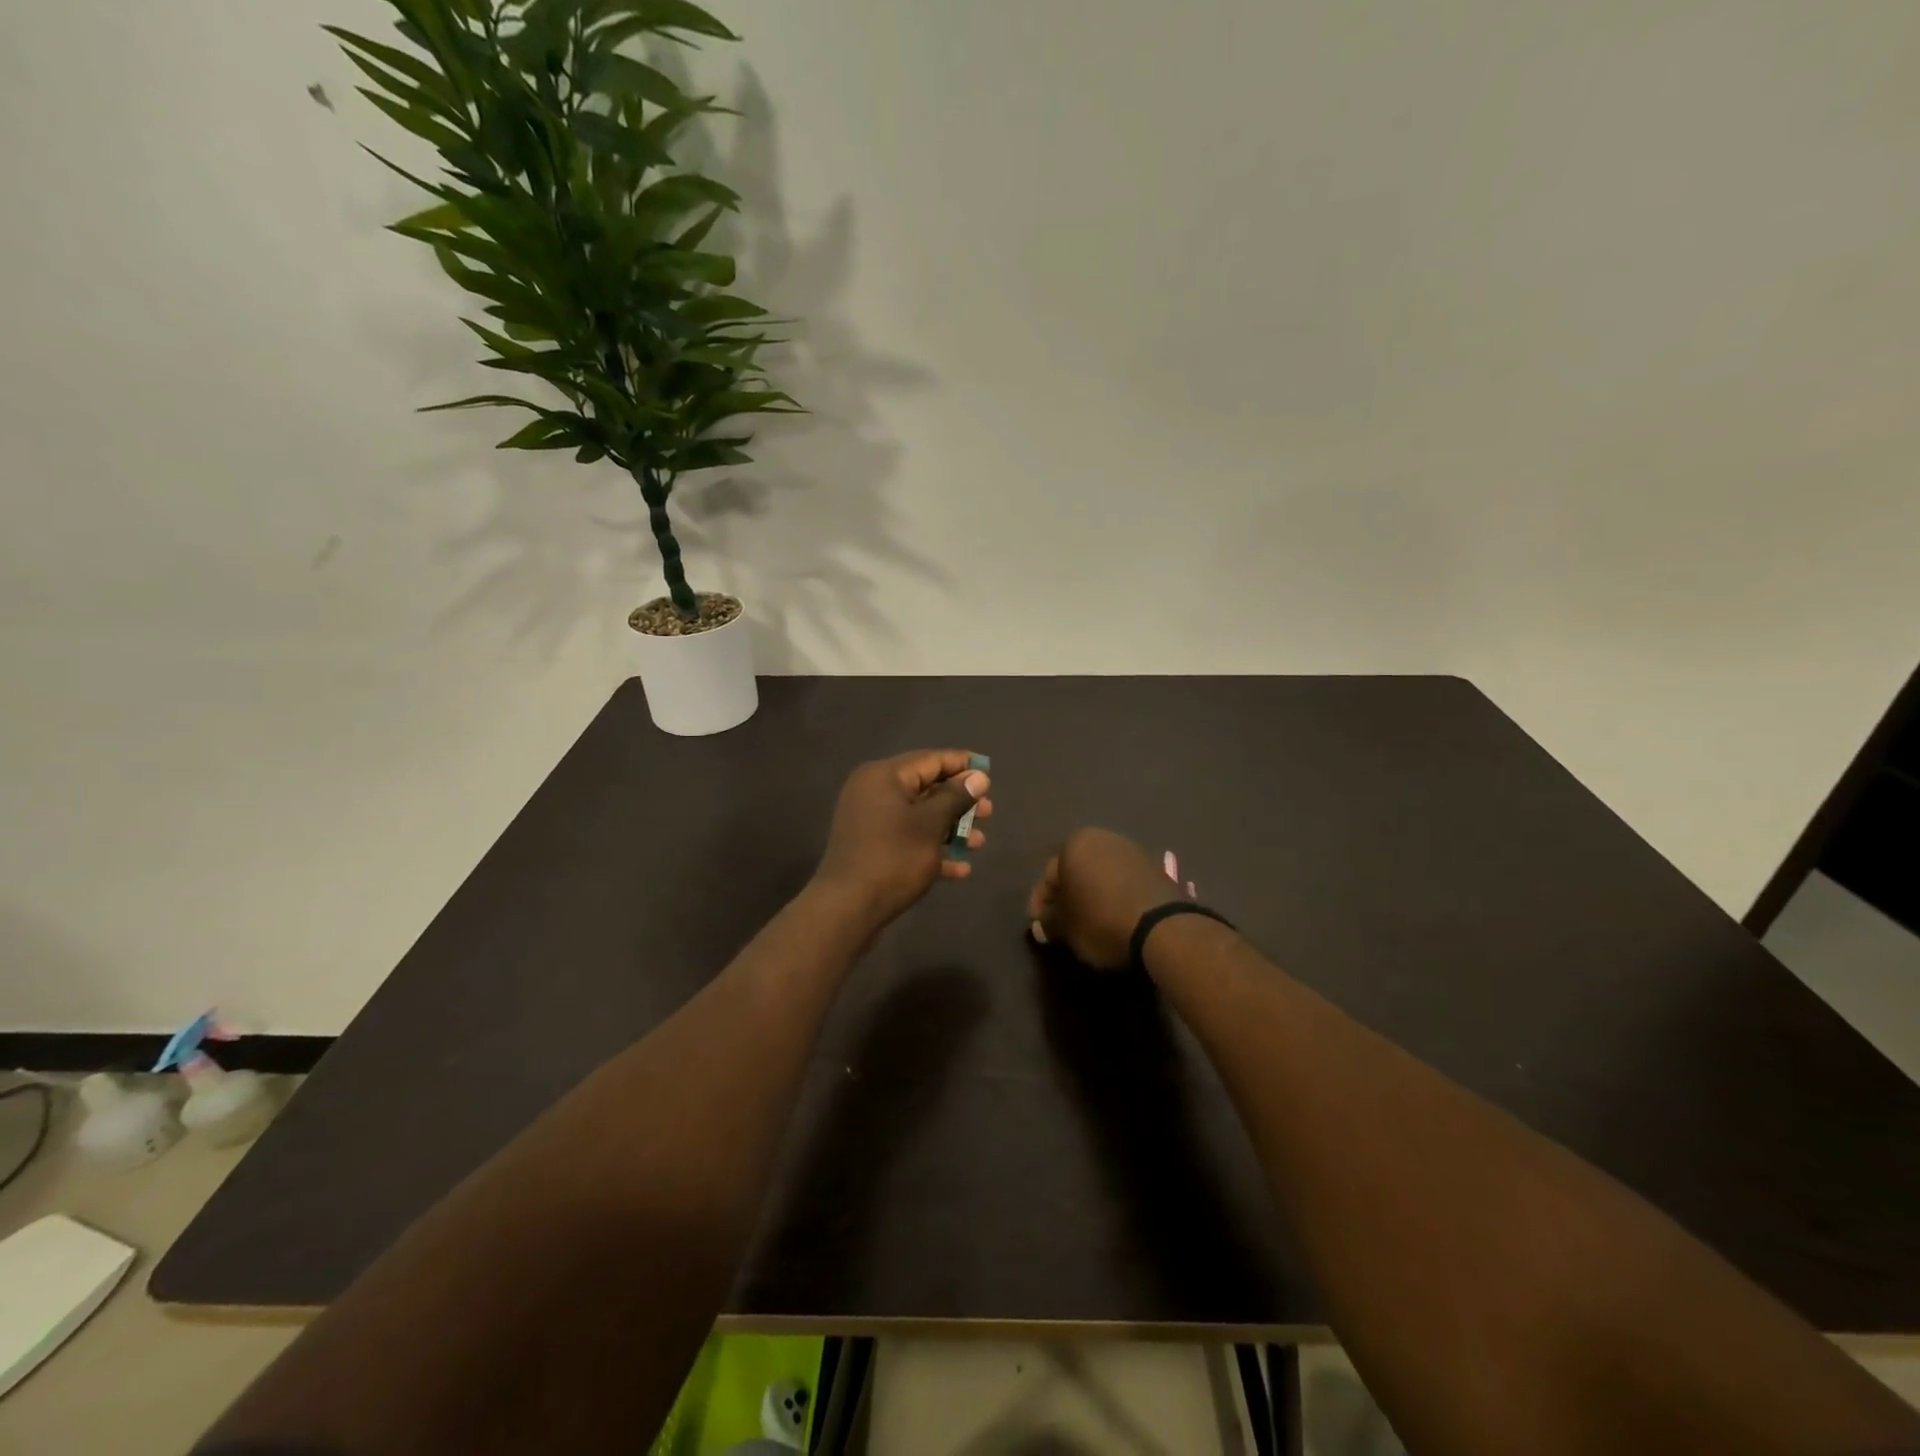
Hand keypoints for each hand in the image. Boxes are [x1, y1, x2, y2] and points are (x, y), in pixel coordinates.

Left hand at [812, 750, 991, 927]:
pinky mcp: (872, 847)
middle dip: (960, 801)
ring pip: (919, 816)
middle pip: (926, 787)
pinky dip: (932, 848)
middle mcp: (874, 792)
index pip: (930, 759)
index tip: (990, 773)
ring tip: (979, 842)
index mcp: (884, 776)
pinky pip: (908, 838)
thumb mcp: (931, 824)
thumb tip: (978, 776)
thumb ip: (956, 796)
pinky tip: (960, 868)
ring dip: (951, 828)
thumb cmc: (893, 858)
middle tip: (989, 812)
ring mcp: (871, 821)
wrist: (847, 908)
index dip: (962, 765)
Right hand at [1027, 828, 1177, 969]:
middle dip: (1068, 896)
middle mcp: (1102, 838)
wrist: (1163, 928)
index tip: (1040, 927)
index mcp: (1075, 845)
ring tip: (1090, 922)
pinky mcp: (1155, 867)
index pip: (1049, 876)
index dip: (1041, 905)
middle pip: (1076, 871)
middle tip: (1062, 924)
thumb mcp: (1066, 928)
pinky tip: (1114, 917)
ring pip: (1100, 874)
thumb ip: (1049, 923)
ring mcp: (1132, 850)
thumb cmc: (1101, 921)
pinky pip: (1124, 881)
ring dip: (1092, 895)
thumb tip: (1042, 925)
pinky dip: (1114, 896)